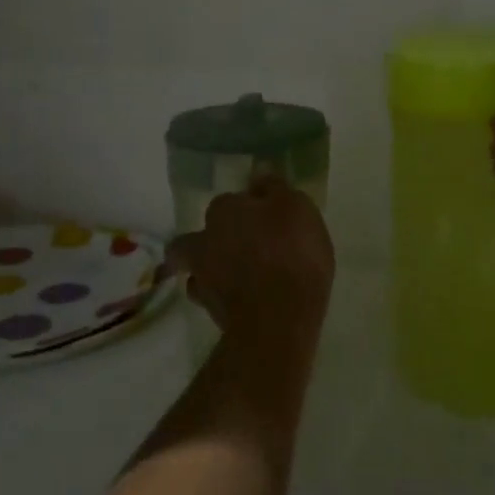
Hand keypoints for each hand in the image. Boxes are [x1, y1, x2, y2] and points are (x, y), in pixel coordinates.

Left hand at [167, 178, 334, 353]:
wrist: (278, 319)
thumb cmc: (292, 254)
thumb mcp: (297, 209)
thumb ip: (276, 189)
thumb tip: (260, 175)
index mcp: (224, 210)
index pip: (229, 201)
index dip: (247, 208)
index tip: (265, 217)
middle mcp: (204, 240)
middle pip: (196, 236)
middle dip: (210, 240)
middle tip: (237, 248)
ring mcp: (203, 279)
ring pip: (196, 268)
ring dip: (211, 270)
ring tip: (237, 278)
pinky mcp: (210, 312)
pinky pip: (210, 298)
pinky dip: (222, 297)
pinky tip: (242, 300)